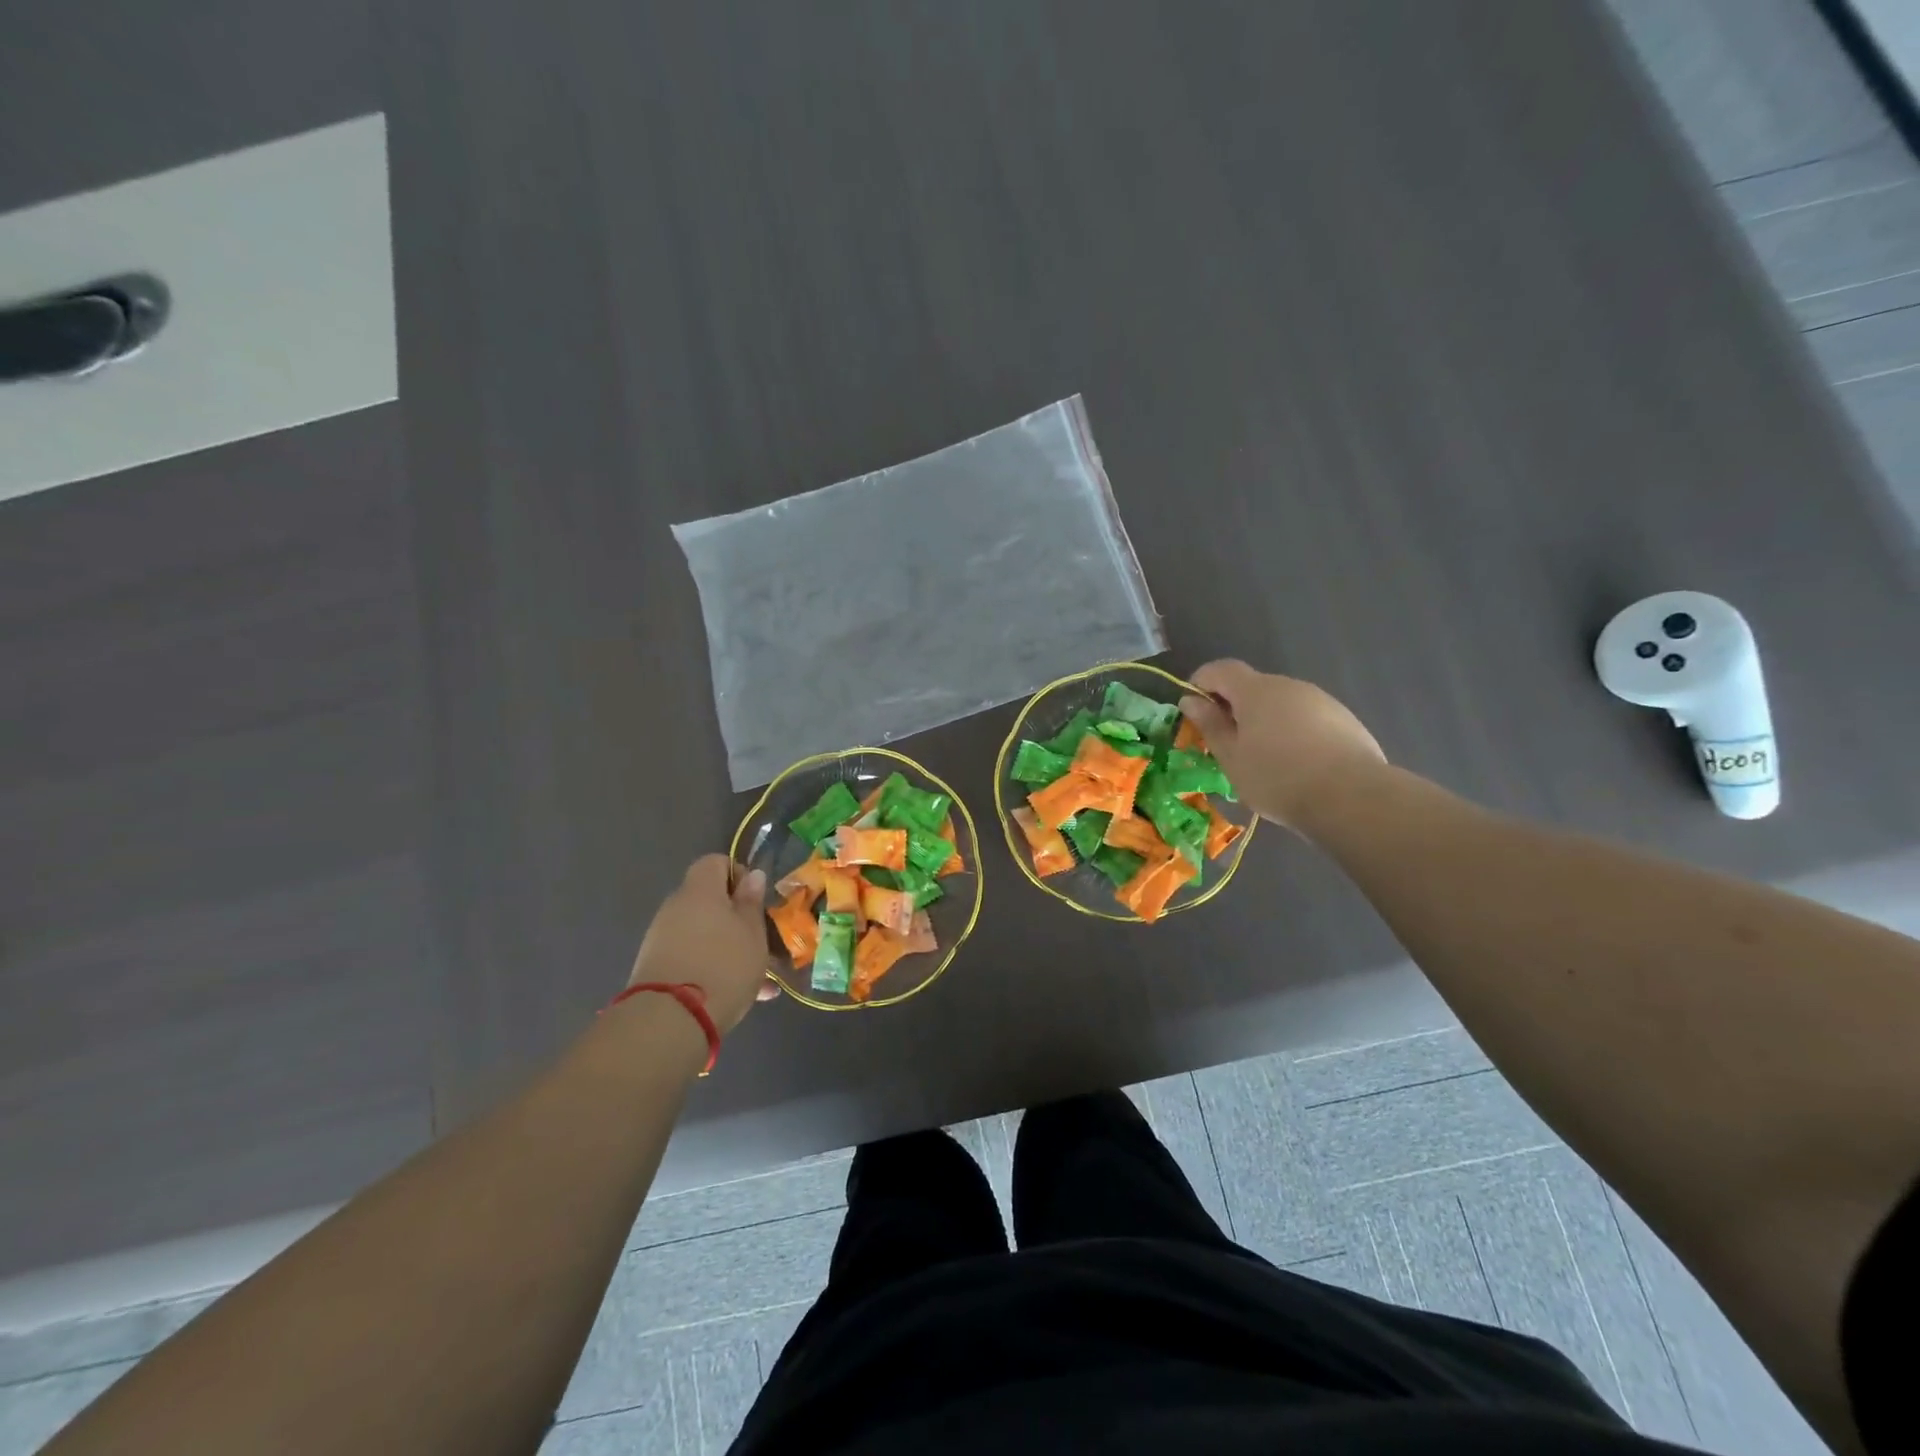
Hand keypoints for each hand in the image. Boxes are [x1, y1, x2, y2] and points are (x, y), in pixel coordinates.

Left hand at [628, 856, 779, 1032]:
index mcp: (700, 890)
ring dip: (729, 948)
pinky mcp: (655, 969)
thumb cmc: (723, 965)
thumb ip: (751, 902)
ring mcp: (661, 939)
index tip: (755, 901)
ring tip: (759, 979)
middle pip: (709, 901)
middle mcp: (676, 908)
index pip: (715, 862)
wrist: (670, 1020)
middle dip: (737, 920)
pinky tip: (741, 997)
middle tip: (761, 943)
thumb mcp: (752, 932)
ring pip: (704, 934)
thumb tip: (751, 875)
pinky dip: (713, 968)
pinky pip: (692, 958)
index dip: (738, 875)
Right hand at [1179, 660, 1387, 833]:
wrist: (1352, 797)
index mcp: (1256, 691)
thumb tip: (1191, 700)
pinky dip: (1292, 732)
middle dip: (1234, 707)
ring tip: (1264, 759)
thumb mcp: (1231, 757)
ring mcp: (1321, 700)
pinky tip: (1297, 764)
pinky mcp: (1344, 719)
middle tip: (1226, 742)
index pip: (1221, 669)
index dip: (1201, 682)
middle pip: (1252, 686)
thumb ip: (1210, 725)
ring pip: (1281, 703)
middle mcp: (1289, 686)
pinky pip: (1306, 718)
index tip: (1193, 709)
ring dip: (1265, 721)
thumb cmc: (1278, 778)